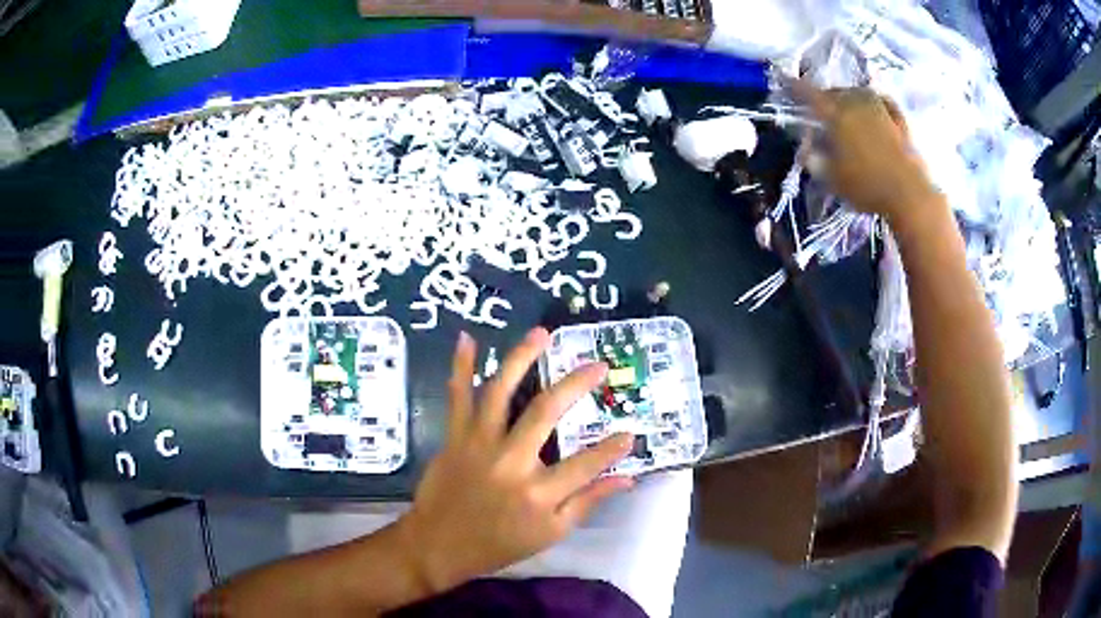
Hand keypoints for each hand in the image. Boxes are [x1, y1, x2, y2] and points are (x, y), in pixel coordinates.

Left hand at [396, 328, 634, 593]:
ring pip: (500, 391)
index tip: (630, 433)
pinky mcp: (455, 437)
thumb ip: (588, 502)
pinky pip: (458, 397)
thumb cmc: (499, 544)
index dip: (612, 448)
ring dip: (521, 358)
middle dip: (576, 384)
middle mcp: (510, 462)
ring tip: (541, 334)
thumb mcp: (551, 534)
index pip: (586, 464)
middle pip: (545, 412)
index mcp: (538, 493)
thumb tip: (628, 478)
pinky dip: (460, 366)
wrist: (438, 545)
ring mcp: (478, 444)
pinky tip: (467, 339)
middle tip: (597, 365)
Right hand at [795, 81, 941, 228]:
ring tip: (847, 106)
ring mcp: (880, 108)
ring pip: (858, 94)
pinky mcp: (899, 119)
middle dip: (825, 97)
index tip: (784, 80)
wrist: (909, 194)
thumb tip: (805, 148)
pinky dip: (875, 102)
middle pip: (835, 92)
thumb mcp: (833, 179)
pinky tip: (875, 106)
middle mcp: (856, 104)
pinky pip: (883, 102)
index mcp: (836, 115)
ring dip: (849, 97)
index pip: (809, 95)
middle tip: (820, 108)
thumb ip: (815, 160)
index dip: (795, 87)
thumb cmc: (867, 186)